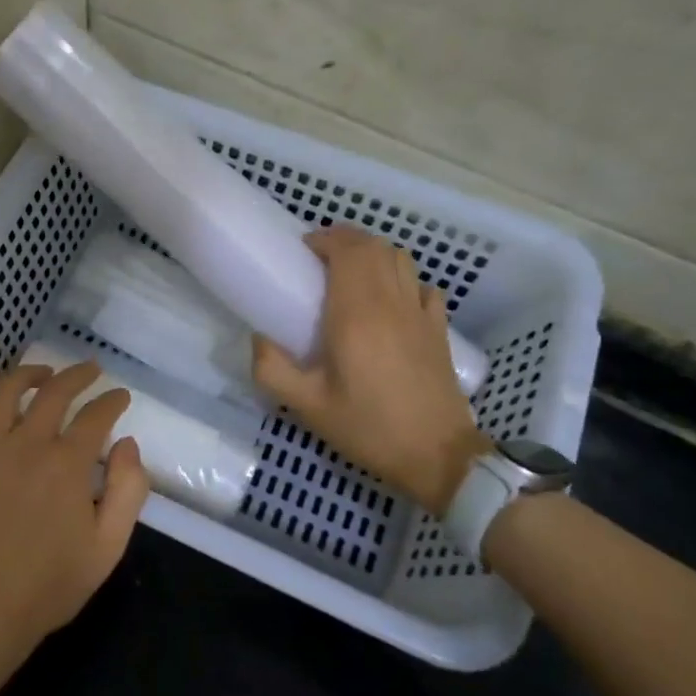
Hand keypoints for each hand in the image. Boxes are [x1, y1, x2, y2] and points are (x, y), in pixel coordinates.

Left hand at [0, 363, 149, 670]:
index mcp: (66, 465)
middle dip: (79, 375)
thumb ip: (128, 490)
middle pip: (55, 391)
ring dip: (29, 372)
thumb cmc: (50, 584)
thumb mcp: (108, 547)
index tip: (120, 398)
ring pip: (6, 389)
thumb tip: (126, 443)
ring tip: (44, 373)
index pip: (96, 415)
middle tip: (91, 372)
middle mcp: (25, 444)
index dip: (112, 401)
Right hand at [252, 226, 490, 512]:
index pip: (348, 251)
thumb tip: (257, 338)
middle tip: (319, 255)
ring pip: (400, 259)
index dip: (325, 239)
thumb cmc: (369, 428)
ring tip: (350, 269)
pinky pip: (421, 285)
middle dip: (345, 239)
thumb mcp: (307, 407)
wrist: (438, 456)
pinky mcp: (438, 330)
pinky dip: (402, 278)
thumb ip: (272, 369)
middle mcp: (391, 303)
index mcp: (356, 315)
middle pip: (374, 247)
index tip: (303, 249)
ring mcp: (420, 314)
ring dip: (373, 253)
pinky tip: (390, 297)